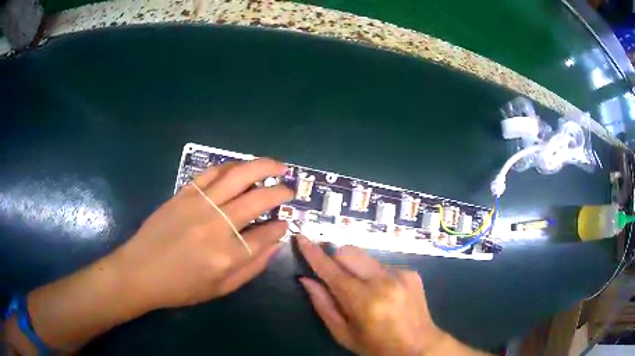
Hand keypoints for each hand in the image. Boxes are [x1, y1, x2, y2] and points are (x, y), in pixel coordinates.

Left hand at [112, 158, 292, 308]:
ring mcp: (199, 205)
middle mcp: (217, 225)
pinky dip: (232, 166)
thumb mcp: (221, 289)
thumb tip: (275, 243)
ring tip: (277, 166)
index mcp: (228, 256)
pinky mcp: (184, 193)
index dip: (281, 226)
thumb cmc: (181, 287)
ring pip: (238, 176)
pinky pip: (212, 172)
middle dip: (280, 192)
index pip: (267, 234)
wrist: (140, 272)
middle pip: (258, 199)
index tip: (286, 222)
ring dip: (263, 167)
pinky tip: (241, 168)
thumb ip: (252, 267)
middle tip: (289, 190)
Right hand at [297, 235, 487, 355]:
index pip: (331, 270)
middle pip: (349, 252)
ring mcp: (401, 274)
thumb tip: (306, 280)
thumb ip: (323, 305)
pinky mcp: (411, 272)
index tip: (301, 238)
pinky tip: (383, 293)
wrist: (418, 346)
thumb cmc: (376, 346)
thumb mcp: (343, 334)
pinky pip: (383, 265)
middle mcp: (384, 282)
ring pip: (366, 258)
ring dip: (356, 269)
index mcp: (364, 301)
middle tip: (335, 277)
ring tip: (363, 291)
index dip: (313, 253)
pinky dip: (374, 275)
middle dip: (335, 259)